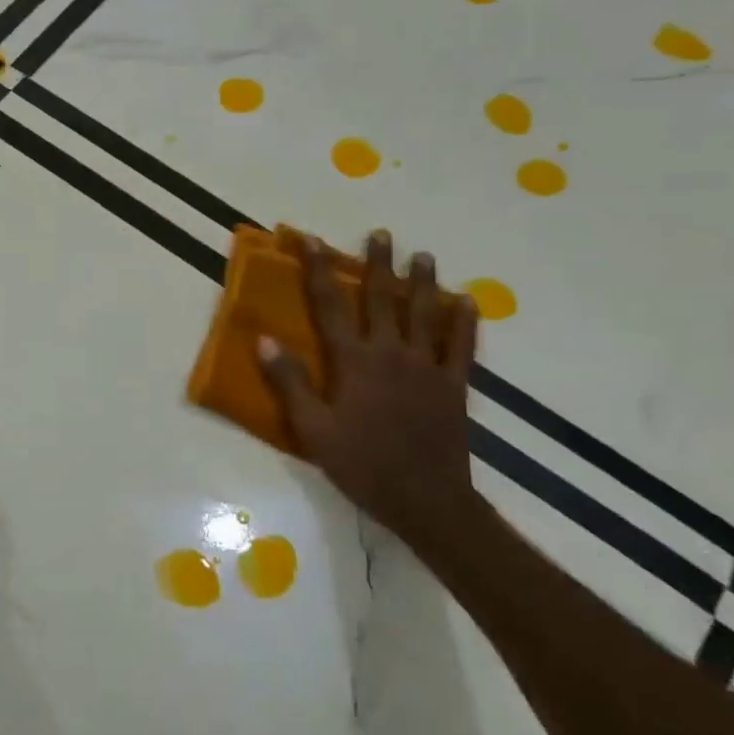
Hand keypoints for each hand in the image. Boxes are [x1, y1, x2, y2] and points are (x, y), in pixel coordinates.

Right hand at [257, 230, 479, 537]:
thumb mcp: (312, 428)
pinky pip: (461, 346)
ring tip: (423, 256)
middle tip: (380, 235)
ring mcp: (427, 367)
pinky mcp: (454, 386)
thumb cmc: (361, 464)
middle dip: (378, 265)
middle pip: (382, 299)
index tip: (311, 240)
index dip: (318, 270)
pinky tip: (467, 301)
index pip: (330, 305)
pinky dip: (465, 321)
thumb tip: (265, 339)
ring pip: (425, 314)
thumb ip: (290, 382)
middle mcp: (391, 353)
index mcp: (354, 362)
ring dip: (422, 283)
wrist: (425, 499)